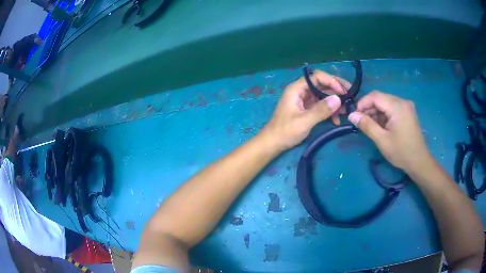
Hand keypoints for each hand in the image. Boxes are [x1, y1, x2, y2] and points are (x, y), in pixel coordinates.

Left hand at [263, 70, 350, 150]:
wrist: (273, 143)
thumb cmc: (285, 131)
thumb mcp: (304, 121)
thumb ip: (321, 110)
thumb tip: (338, 99)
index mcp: (296, 89)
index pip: (317, 77)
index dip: (331, 81)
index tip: (343, 92)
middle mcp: (301, 91)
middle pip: (321, 84)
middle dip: (336, 90)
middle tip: (351, 96)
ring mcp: (304, 100)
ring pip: (323, 95)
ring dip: (335, 102)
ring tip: (346, 111)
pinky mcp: (307, 108)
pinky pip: (321, 105)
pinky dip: (329, 111)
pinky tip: (336, 120)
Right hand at [347, 91, 432, 173]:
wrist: (419, 162)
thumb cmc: (401, 152)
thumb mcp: (382, 140)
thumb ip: (366, 125)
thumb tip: (351, 115)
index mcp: (397, 106)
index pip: (375, 96)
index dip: (362, 103)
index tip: (354, 116)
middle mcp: (402, 102)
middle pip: (380, 98)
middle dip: (369, 108)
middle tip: (361, 122)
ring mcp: (406, 106)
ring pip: (386, 103)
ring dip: (376, 112)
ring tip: (370, 126)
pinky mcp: (407, 112)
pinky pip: (392, 108)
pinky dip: (384, 115)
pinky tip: (381, 126)